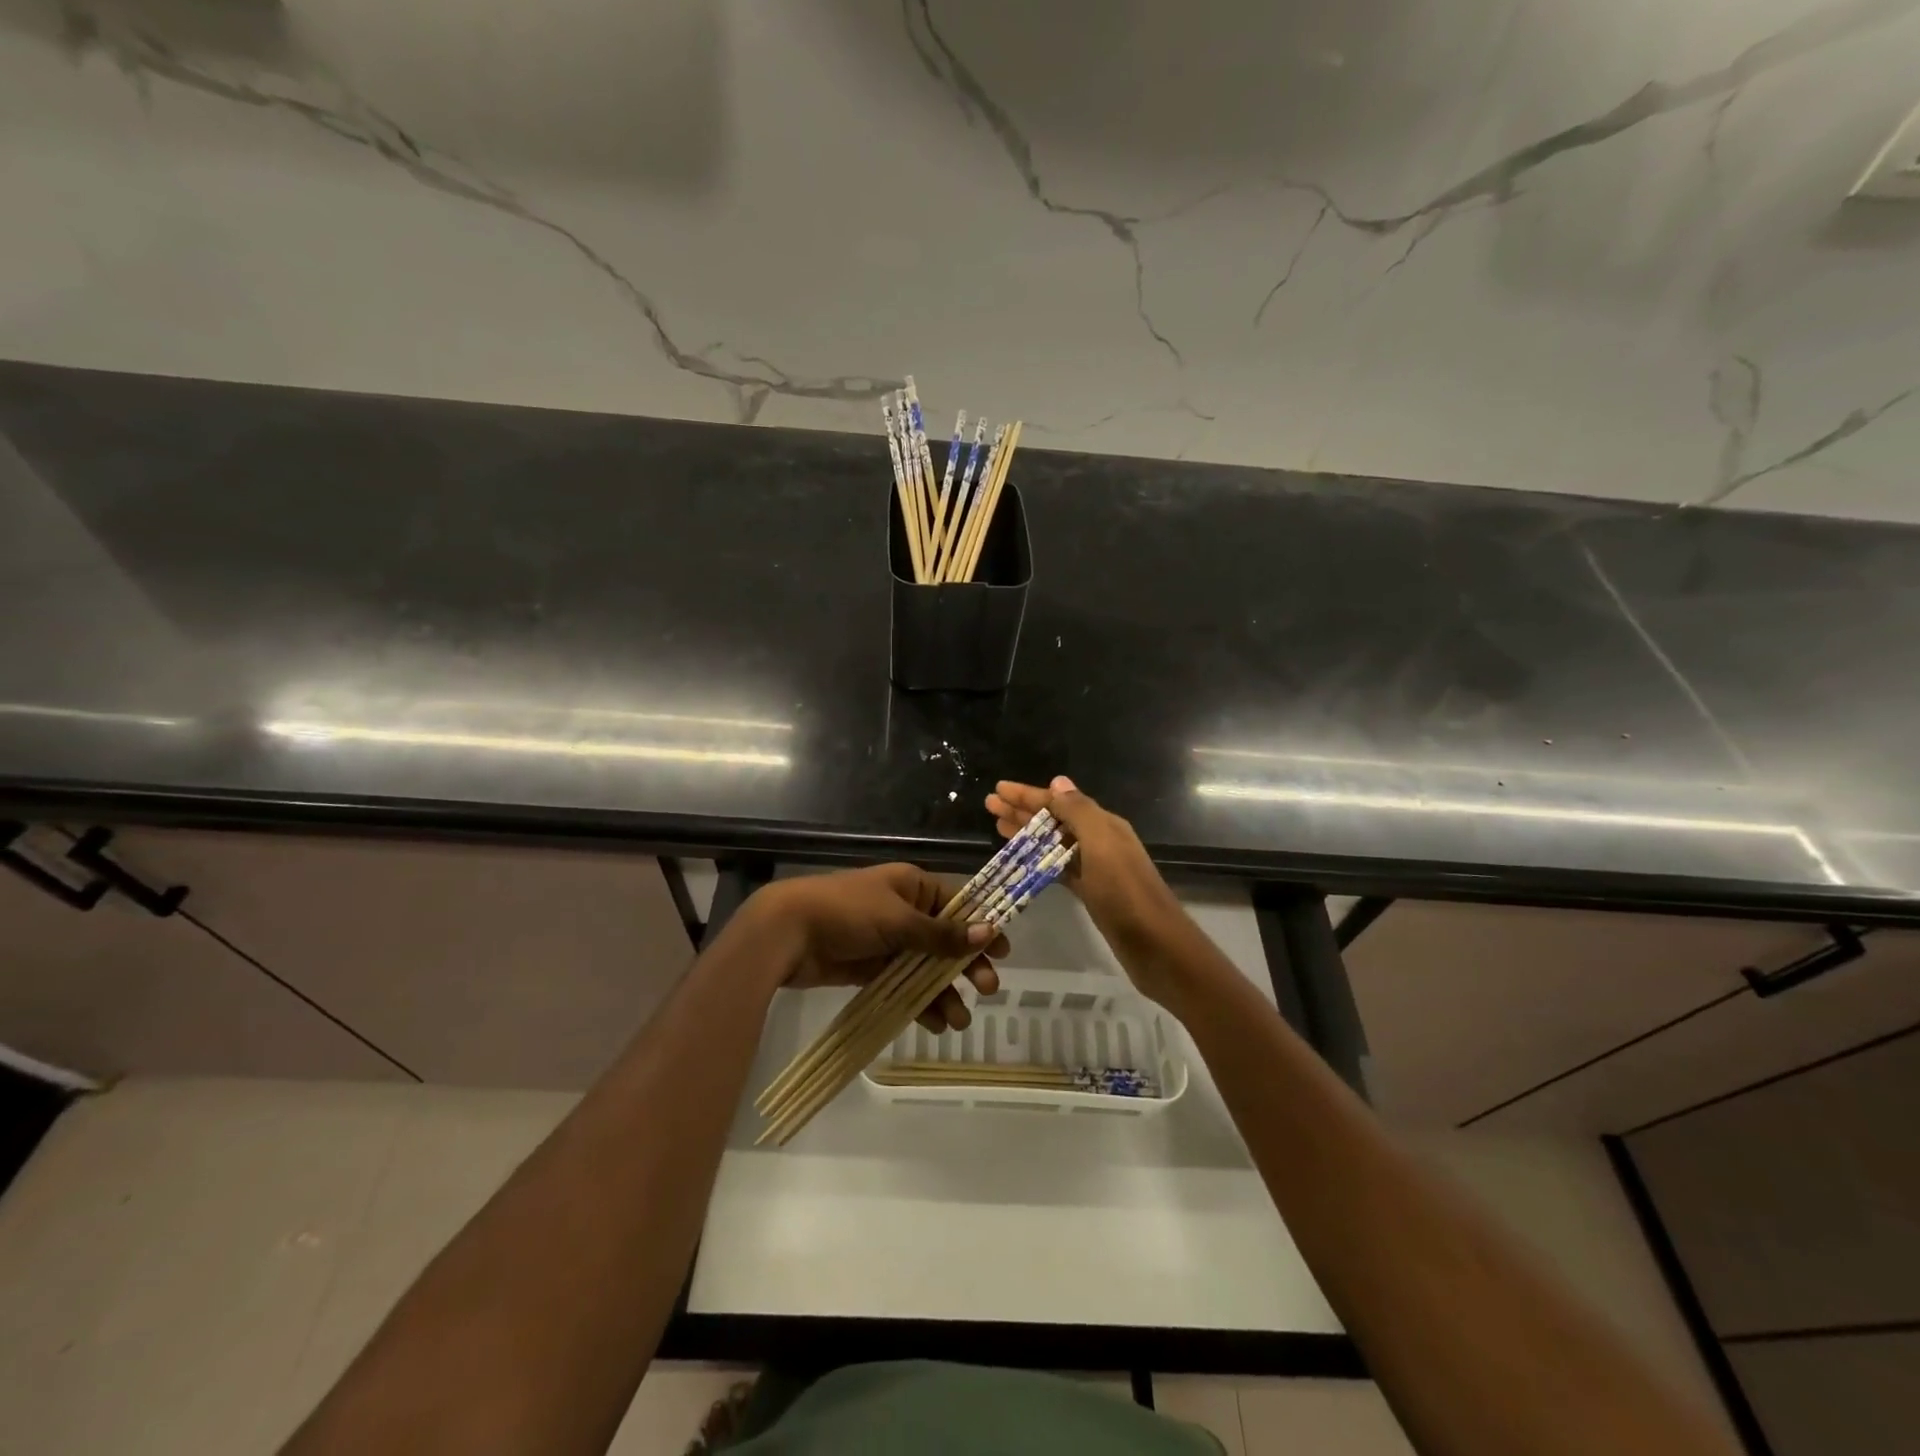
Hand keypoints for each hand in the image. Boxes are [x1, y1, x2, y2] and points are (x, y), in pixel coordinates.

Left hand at [746, 865, 1005, 1032]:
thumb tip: (989, 932)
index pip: (958, 905)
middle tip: (987, 990)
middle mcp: (904, 910)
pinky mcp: (871, 967)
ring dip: (943, 992)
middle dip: (965, 966)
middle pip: (945, 939)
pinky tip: (934, 1024)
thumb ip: (941, 934)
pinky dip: (919, 1002)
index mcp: (913, 886)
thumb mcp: (898, 920)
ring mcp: (887, 940)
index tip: (1003, 952)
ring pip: (926, 967)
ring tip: (958, 1022)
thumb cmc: (847, 912)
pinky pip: (904, 983)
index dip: (981, 927)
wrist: (788, 932)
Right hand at [986, 777, 1193, 1008]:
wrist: (1157, 947)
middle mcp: (1099, 840)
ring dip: (1027, 833)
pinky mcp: (1090, 892)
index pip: (1059, 801)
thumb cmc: (1126, 894)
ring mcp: (1095, 867)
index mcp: (1104, 824)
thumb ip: (1079, 812)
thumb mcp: (1102, 846)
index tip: (997, 789)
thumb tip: (1058, 781)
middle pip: (1054, 819)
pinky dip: (1038, 860)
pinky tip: (1021, 861)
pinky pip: (1057, 868)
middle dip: (1022, 810)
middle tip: (989, 805)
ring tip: (997, 827)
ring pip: (1054, 843)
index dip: (1027, 794)